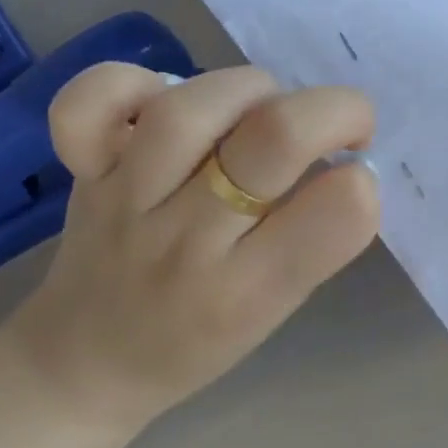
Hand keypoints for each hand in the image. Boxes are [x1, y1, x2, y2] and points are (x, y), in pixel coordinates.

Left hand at [5, 64, 380, 431]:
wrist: (84, 365)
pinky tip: (164, 96)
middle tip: (346, 126)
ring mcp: (127, 198)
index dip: (363, 182)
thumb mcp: (274, 313)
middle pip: (275, 137)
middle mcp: (187, 241)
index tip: (356, 178)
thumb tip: (347, 163)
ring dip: (253, 90)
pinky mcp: (86, 170)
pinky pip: (90, 104)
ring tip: (264, 107)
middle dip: (335, 111)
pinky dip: (130, 82)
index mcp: (246, 293)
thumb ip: (314, 240)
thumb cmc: (197, 342)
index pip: (335, 215)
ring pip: (193, 107)